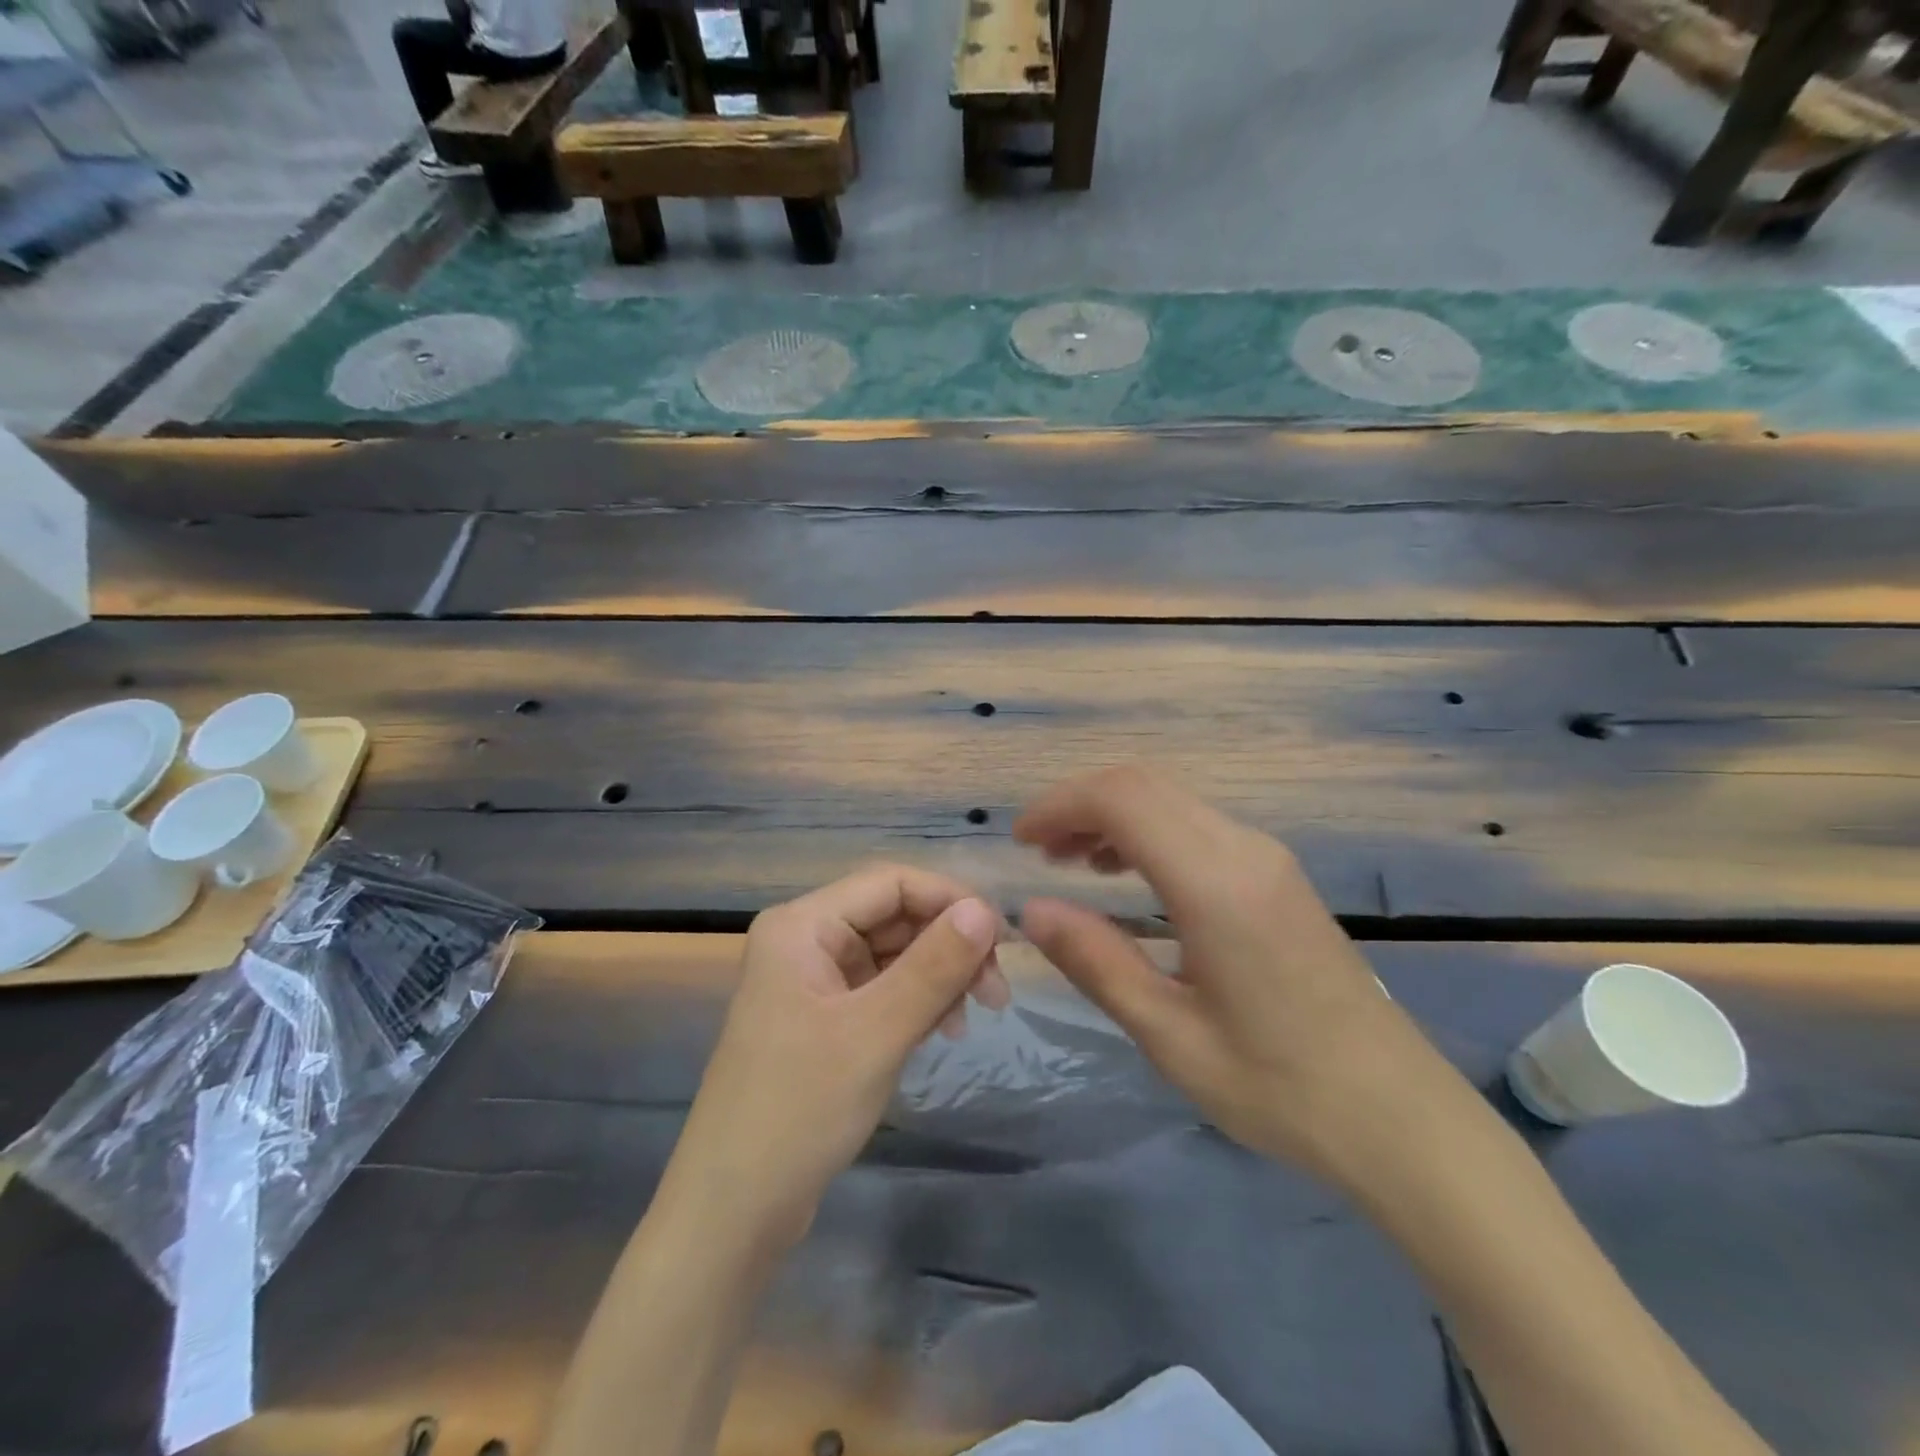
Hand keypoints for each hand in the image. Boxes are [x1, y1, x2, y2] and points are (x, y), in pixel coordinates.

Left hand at [662, 865, 1008, 1250]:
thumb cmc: (800, 1109)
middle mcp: (805, 940)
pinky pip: (882, 990)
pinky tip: (941, 1032)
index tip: (1002, 940)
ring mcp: (813, 981)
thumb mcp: (876, 1033)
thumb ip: (934, 966)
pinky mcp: (823, 1019)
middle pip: (894, 917)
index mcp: (802, 925)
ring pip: (893, 955)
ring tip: (968, 1021)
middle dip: (948, 946)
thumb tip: (985, 910)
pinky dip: (917, 1004)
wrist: (733, 1212)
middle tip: (996, 993)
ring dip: (938, 978)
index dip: (950, 900)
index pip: (891, 883)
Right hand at [1015, 765, 1468, 1194]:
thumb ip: (1096, 960)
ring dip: (1113, 816)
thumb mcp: (1169, 1034)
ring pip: (1171, 799)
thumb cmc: (1278, 1087)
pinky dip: (1147, 832)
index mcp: (1216, 883)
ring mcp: (1267, 858)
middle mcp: (1244, 850)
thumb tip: (1031, 909)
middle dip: (1080, 805)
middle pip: (1144, 785)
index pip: (1122, 799)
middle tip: (1039, 853)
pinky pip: (1197, 825)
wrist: (1400, 1118)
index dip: (1060, 806)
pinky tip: (1128, 876)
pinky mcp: (1277, 876)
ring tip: (1072, 862)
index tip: (1021, 842)